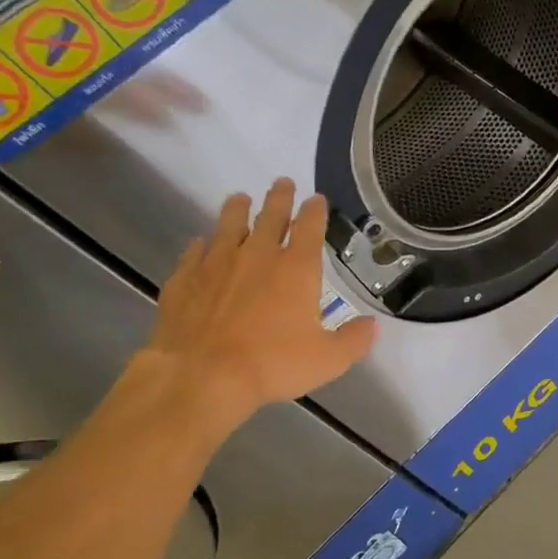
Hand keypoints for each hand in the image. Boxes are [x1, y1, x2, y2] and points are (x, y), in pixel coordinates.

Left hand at [143, 180, 376, 428]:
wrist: (202, 375)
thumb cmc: (273, 364)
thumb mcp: (329, 359)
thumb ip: (355, 340)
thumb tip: (373, 326)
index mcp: (297, 269)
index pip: (309, 228)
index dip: (315, 210)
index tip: (316, 199)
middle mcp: (257, 256)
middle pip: (270, 216)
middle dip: (279, 198)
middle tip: (282, 183)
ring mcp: (216, 264)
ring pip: (228, 226)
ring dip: (237, 210)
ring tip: (239, 198)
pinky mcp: (184, 279)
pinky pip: (195, 253)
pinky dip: (201, 245)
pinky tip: (201, 244)